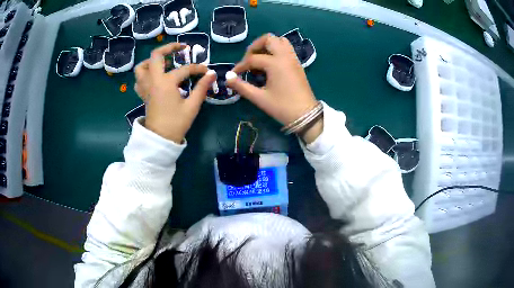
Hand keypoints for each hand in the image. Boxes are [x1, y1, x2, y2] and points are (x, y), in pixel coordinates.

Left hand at [134, 43, 215, 142]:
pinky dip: (145, 74)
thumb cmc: (176, 123)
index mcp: (166, 83)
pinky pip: (139, 80)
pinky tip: (154, 77)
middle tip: (180, 48)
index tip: (207, 71)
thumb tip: (212, 74)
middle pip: (156, 56)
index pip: (185, 69)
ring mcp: (146, 87)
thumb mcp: (192, 106)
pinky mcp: (143, 94)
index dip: (198, 69)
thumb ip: (202, 87)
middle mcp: (153, 81)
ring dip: (151, 61)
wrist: (160, 139)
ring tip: (163, 62)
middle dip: (169, 48)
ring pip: (141, 67)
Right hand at [226, 34, 322, 143]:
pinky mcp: (297, 63)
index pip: (252, 59)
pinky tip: (270, 64)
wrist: (306, 115)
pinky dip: (276, 50)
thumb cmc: (282, 107)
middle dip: (255, 47)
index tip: (234, 74)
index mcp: (275, 63)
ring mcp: (293, 58)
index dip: (240, 66)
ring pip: (280, 41)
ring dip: (267, 46)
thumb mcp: (259, 98)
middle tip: (249, 60)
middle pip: (268, 39)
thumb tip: (227, 78)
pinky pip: (286, 48)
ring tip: (259, 60)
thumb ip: (241, 86)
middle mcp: (285, 56)